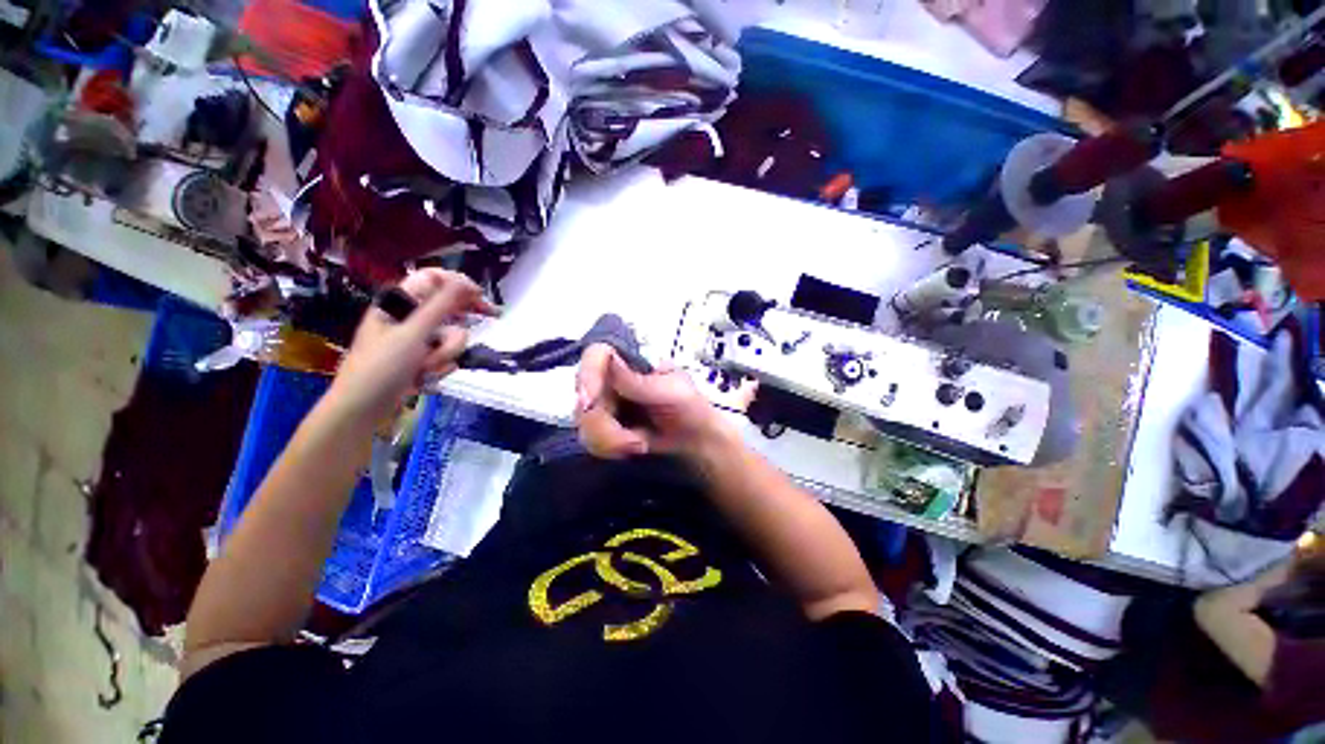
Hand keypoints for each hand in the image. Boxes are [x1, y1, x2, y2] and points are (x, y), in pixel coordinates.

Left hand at [329, 269, 494, 423]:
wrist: (362, 409)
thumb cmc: (382, 367)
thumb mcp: (413, 333)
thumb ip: (442, 306)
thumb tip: (465, 282)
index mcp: (399, 303)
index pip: (434, 279)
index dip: (458, 283)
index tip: (480, 295)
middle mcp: (409, 318)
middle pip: (448, 309)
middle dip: (459, 324)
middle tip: (490, 318)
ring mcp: (416, 340)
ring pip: (450, 337)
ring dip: (445, 353)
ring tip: (427, 368)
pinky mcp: (421, 359)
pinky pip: (445, 355)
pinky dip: (440, 367)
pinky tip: (425, 378)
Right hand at [575, 344, 732, 459]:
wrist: (695, 439)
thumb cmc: (689, 407)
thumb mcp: (672, 391)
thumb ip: (640, 382)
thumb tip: (610, 359)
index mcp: (629, 359)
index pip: (596, 355)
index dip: (587, 376)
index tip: (589, 403)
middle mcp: (610, 376)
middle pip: (584, 396)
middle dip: (606, 426)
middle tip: (634, 443)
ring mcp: (603, 401)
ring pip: (584, 422)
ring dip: (611, 441)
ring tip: (640, 445)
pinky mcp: (601, 425)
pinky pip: (590, 439)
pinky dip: (611, 449)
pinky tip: (634, 447)